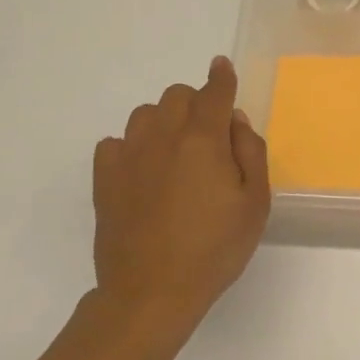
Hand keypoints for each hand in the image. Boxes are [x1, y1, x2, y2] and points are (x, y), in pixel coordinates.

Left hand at [92, 57, 270, 326]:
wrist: (152, 292)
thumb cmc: (215, 249)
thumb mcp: (255, 204)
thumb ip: (251, 153)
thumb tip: (235, 121)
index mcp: (203, 140)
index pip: (213, 93)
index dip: (221, 78)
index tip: (222, 67)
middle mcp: (162, 137)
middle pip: (176, 95)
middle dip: (196, 103)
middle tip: (210, 134)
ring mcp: (127, 157)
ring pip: (145, 114)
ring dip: (165, 121)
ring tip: (177, 152)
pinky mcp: (104, 179)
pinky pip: (116, 142)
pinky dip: (134, 146)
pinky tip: (145, 170)